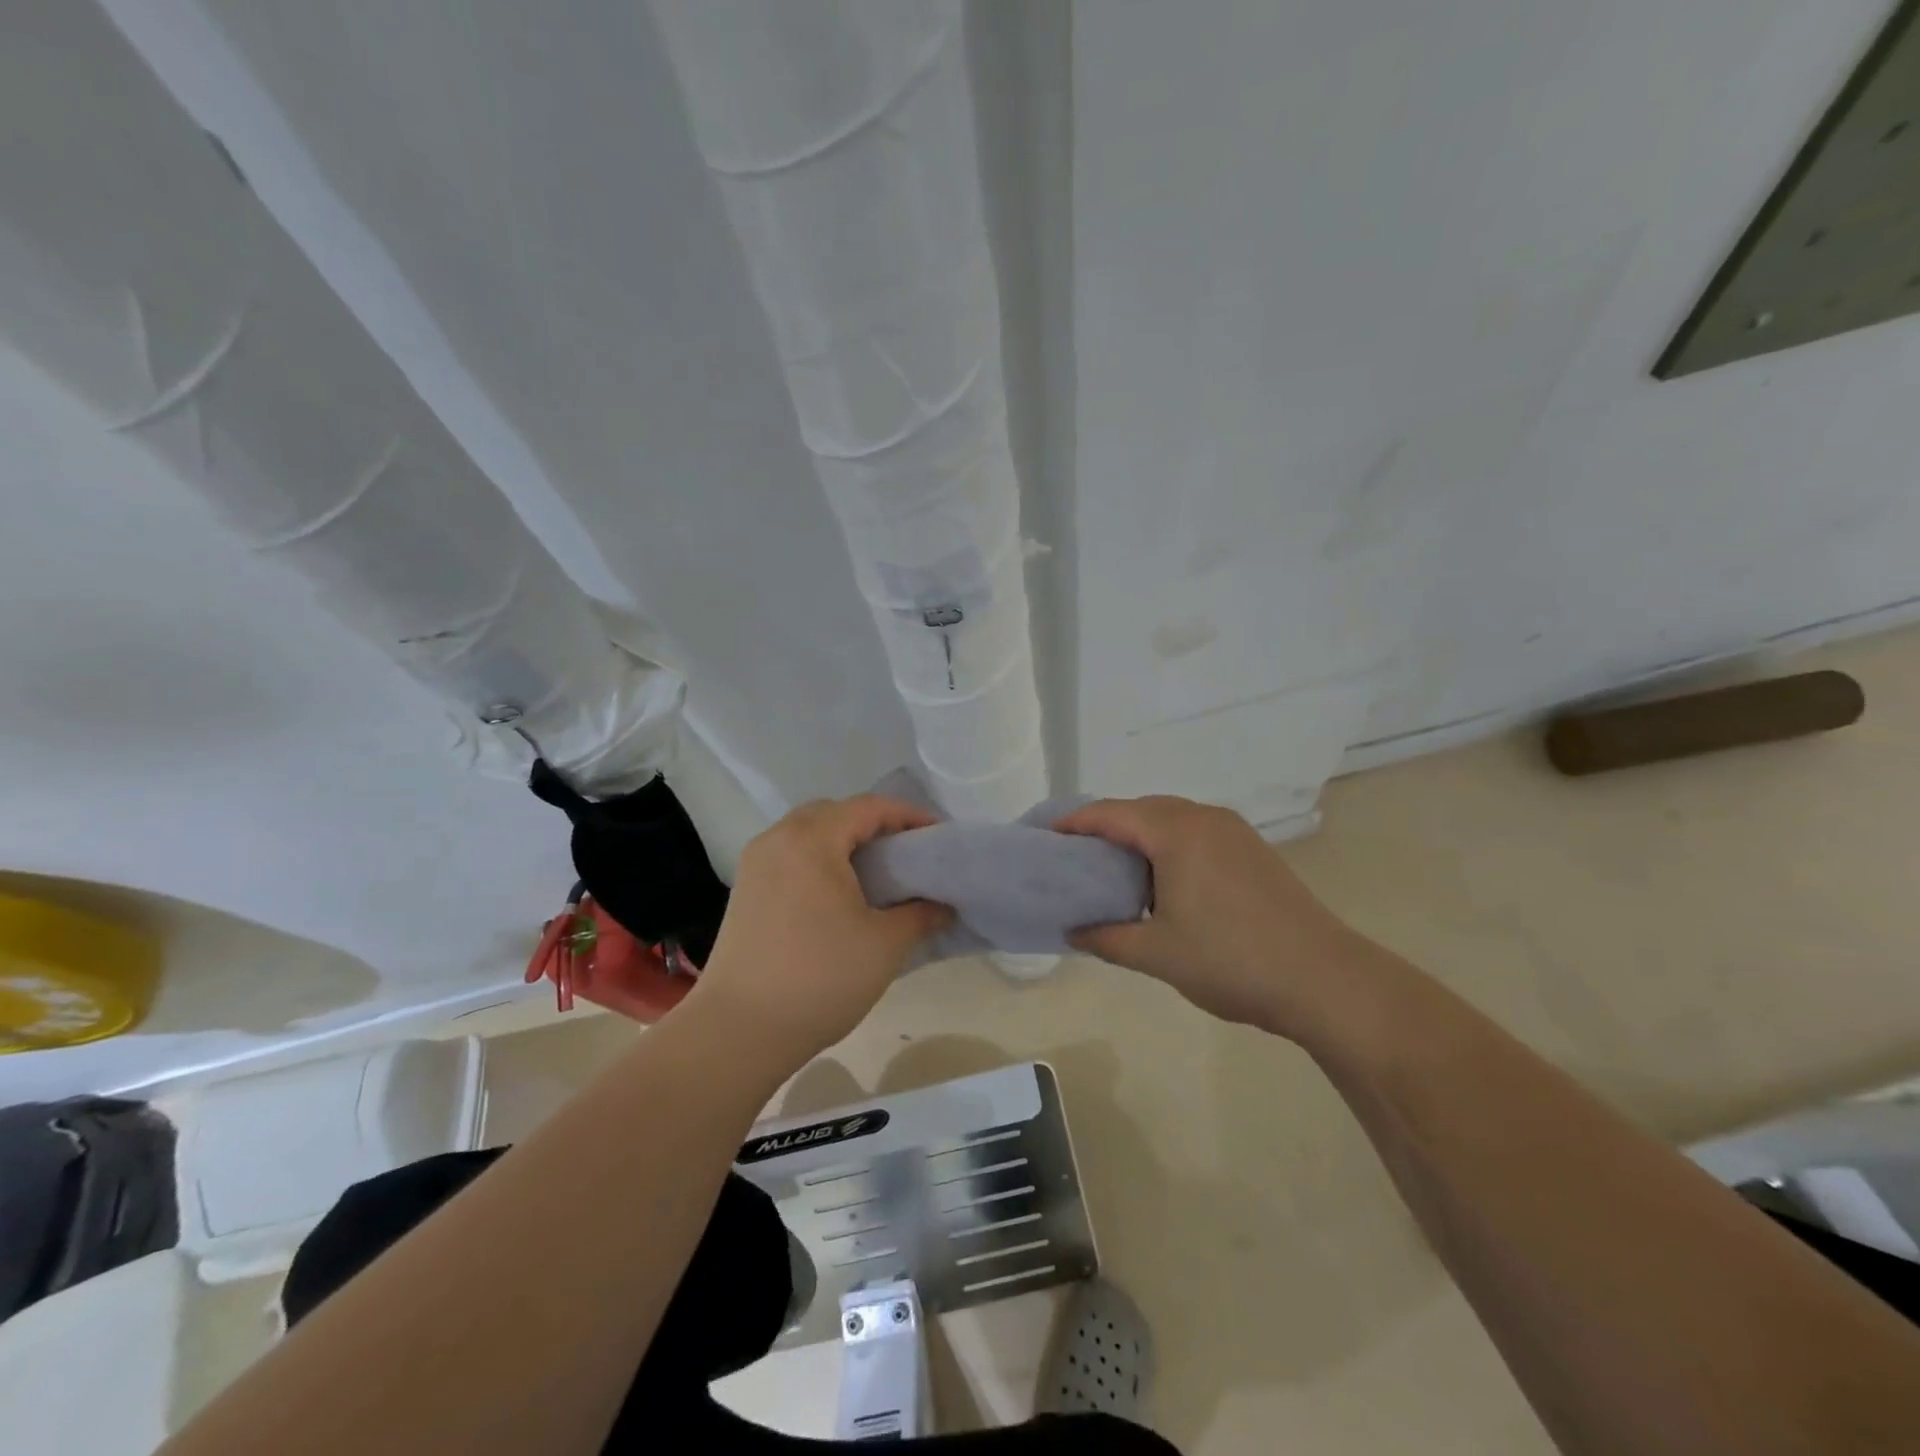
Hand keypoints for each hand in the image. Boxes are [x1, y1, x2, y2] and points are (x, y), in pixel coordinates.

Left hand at [686, 796, 952, 1068]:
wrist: (738, 1030)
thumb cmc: (819, 978)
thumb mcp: (885, 945)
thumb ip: (921, 915)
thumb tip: (943, 906)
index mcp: (813, 839)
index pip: (869, 807)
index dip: (908, 816)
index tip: (937, 838)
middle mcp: (779, 838)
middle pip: (835, 813)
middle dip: (875, 825)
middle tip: (906, 854)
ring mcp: (756, 863)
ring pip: (808, 833)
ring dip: (844, 842)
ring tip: (876, 875)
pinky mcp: (745, 890)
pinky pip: (790, 855)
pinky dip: (820, 860)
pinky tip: (838, 896)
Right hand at [1056, 796, 1371, 1042]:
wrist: (1324, 980)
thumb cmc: (1231, 961)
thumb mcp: (1157, 954)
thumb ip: (1106, 938)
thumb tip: (1072, 931)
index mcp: (1176, 832)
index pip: (1110, 814)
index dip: (1073, 823)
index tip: (1043, 836)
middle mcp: (1204, 818)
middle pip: (1140, 809)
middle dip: (1103, 826)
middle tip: (1072, 856)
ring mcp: (1233, 832)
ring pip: (1170, 819)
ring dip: (1137, 836)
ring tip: (1110, 868)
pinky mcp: (1252, 850)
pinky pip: (1194, 832)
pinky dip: (1166, 845)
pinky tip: (1159, 879)